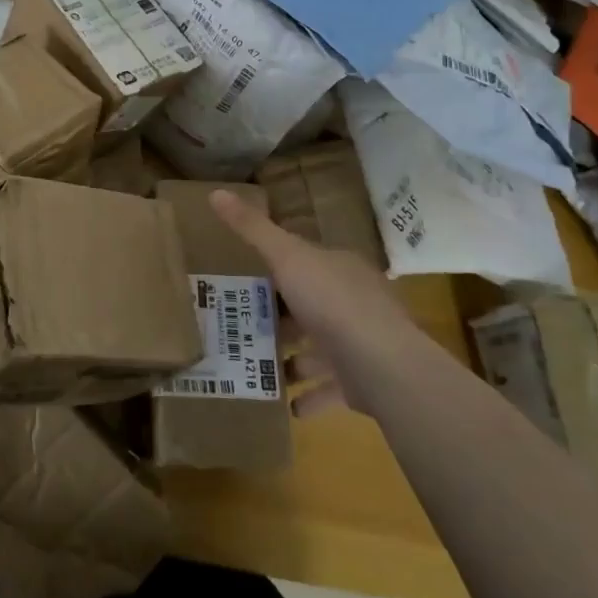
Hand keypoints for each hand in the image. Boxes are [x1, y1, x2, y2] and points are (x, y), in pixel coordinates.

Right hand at [209, 188, 423, 417]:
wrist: (382, 365)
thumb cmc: (332, 300)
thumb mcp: (285, 255)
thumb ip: (252, 228)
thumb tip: (215, 192)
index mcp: (339, 269)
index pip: (307, 262)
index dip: (279, 268)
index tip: (247, 278)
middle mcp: (353, 303)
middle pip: (311, 307)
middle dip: (282, 317)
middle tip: (241, 323)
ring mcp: (360, 346)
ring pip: (320, 351)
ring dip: (293, 359)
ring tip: (255, 364)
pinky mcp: (360, 385)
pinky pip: (328, 392)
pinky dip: (309, 398)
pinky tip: (286, 405)